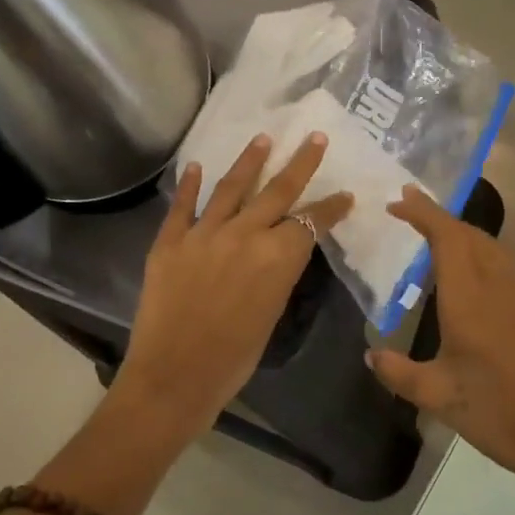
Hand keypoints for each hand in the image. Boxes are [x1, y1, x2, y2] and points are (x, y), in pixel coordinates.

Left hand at [117, 132, 351, 436]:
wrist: (174, 376)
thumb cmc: (233, 360)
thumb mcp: (271, 314)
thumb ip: (277, 275)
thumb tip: (278, 254)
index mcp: (276, 258)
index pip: (311, 222)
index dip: (331, 208)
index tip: (345, 195)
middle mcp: (243, 235)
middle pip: (278, 191)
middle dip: (300, 163)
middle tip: (313, 138)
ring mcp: (203, 234)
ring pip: (231, 187)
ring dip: (249, 161)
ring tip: (263, 138)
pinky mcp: (169, 242)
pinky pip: (182, 206)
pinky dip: (191, 185)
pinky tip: (198, 165)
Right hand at [366, 186, 514, 507]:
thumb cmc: (500, 414)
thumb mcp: (438, 397)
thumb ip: (399, 372)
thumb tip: (371, 355)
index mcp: (471, 298)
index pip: (446, 236)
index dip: (423, 212)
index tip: (399, 201)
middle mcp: (502, 285)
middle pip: (471, 235)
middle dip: (440, 219)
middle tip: (412, 215)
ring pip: (494, 250)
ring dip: (465, 238)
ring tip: (438, 245)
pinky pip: (510, 270)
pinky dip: (485, 261)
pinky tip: (477, 286)